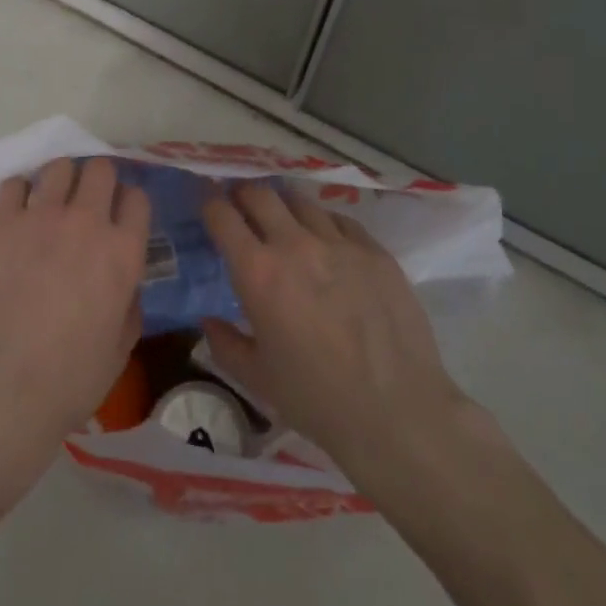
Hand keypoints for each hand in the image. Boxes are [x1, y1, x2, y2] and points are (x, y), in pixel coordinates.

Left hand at [0, 157, 150, 445]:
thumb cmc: (67, 380)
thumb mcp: (119, 350)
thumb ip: (129, 307)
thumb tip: (125, 286)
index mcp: (123, 252)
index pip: (137, 198)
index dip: (129, 204)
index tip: (119, 216)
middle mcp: (87, 221)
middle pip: (100, 170)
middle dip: (97, 181)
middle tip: (85, 203)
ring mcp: (40, 215)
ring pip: (59, 167)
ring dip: (60, 180)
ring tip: (49, 201)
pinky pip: (14, 183)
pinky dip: (19, 192)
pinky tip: (15, 212)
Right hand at [200, 182, 466, 478]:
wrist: (398, 412)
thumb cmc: (316, 398)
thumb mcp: (256, 377)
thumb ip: (225, 343)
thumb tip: (209, 321)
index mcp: (258, 272)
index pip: (222, 215)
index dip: (209, 203)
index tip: (207, 204)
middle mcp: (295, 245)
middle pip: (260, 193)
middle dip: (243, 193)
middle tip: (240, 206)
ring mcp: (340, 243)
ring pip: (301, 201)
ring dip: (283, 206)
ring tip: (283, 221)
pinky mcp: (376, 251)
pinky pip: (340, 221)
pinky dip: (323, 224)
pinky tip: (327, 243)